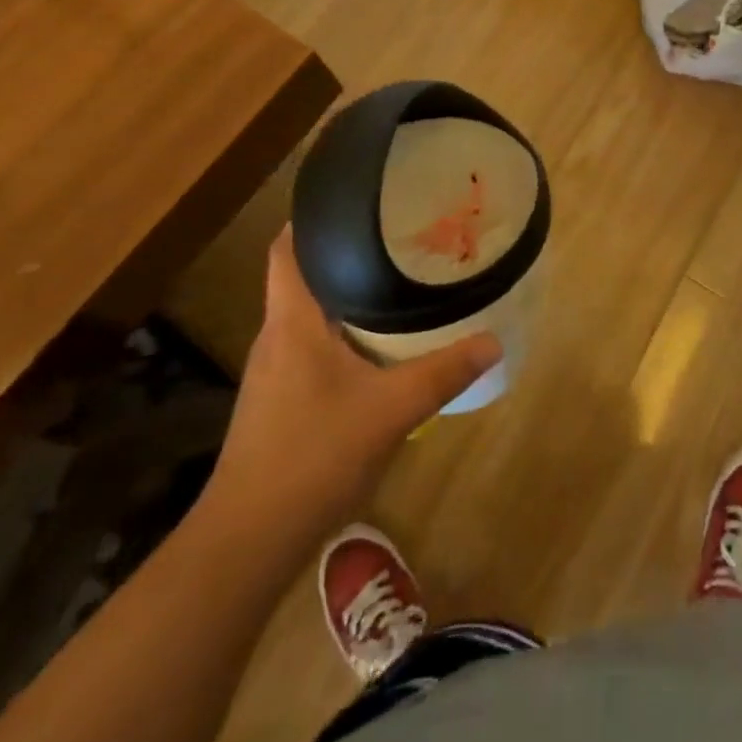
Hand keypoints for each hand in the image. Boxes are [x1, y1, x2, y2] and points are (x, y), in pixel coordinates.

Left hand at [202, 228, 499, 550]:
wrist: (247, 542)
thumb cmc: (313, 456)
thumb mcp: (390, 409)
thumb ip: (443, 372)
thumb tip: (493, 340)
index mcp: (292, 321)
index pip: (286, 250)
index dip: (311, 218)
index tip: (351, 199)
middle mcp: (276, 337)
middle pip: (303, 277)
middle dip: (344, 253)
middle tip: (395, 236)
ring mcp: (273, 373)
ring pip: (309, 315)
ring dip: (344, 295)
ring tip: (394, 280)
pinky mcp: (279, 402)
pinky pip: (312, 347)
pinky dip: (342, 333)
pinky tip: (376, 346)